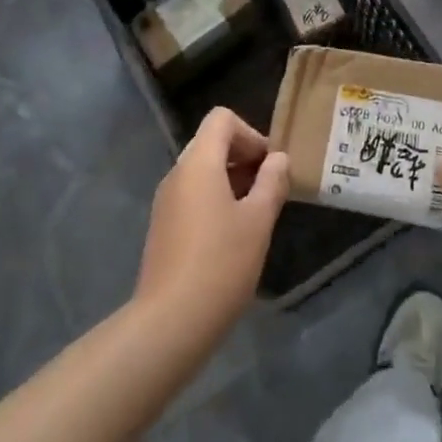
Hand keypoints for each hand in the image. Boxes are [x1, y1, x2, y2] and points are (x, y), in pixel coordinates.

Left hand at [134, 108, 289, 338]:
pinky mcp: (163, 227)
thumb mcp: (258, 221)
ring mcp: (166, 201)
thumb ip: (272, 182)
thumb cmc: (221, 263)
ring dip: (232, 180)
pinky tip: (232, 237)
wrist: (170, 322)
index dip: (251, 133)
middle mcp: (177, 174)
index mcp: (198, 163)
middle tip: (269, 189)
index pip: (222, 119)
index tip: (270, 166)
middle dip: (244, 158)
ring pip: (202, 171)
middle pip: (211, 143)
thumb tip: (278, 159)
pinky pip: (192, 196)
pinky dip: (215, 200)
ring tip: (255, 214)